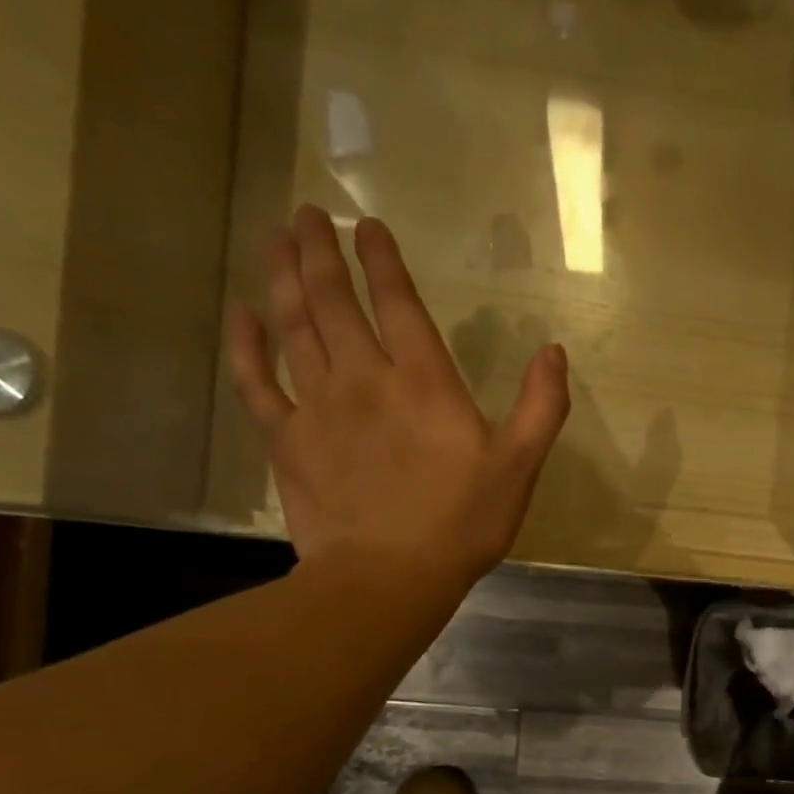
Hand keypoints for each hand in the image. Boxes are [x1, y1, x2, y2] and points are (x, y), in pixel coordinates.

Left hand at [226, 204, 569, 575]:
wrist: (389, 578)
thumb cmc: (462, 523)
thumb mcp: (519, 466)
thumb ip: (541, 406)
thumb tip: (553, 351)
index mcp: (423, 381)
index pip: (397, 302)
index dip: (381, 259)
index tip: (366, 226)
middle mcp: (364, 377)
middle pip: (333, 300)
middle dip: (320, 251)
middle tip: (306, 215)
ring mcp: (317, 406)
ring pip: (293, 326)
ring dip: (283, 277)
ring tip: (275, 239)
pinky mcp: (286, 440)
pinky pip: (256, 381)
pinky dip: (245, 345)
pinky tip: (240, 314)